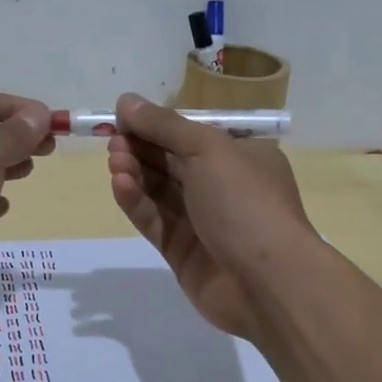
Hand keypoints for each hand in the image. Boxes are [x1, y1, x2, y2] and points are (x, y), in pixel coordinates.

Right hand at [105, 93, 319, 344]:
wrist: (268, 282)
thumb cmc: (245, 202)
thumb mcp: (208, 149)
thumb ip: (164, 125)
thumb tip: (126, 100)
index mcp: (240, 157)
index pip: (191, 134)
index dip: (156, 125)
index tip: (122, 118)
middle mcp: (222, 186)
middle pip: (171, 161)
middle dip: (141, 148)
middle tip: (113, 141)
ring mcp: (202, 221)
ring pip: (159, 191)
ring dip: (135, 173)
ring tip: (115, 163)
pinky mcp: (182, 251)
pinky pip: (154, 220)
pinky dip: (136, 202)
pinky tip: (120, 185)